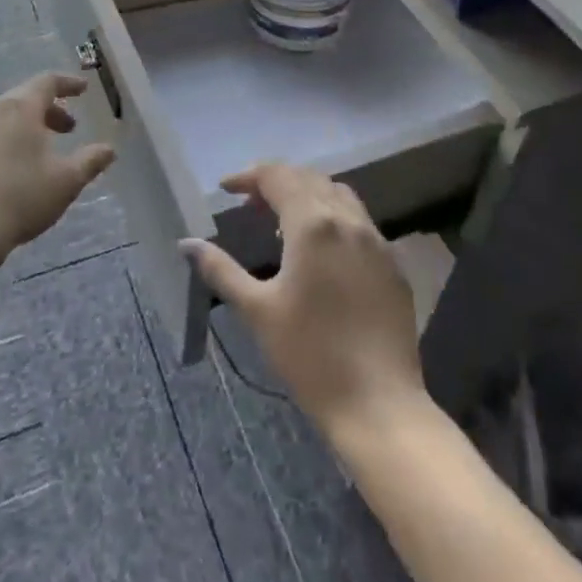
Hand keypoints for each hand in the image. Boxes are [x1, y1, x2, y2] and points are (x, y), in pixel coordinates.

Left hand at [0, 72, 115, 273]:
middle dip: (50, 109)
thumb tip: (109, 149)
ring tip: (43, 152)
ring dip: (28, 127)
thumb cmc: (18, 199)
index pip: (48, 81)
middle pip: (25, 98)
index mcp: (20, 108)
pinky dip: (7, 142)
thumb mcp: (65, 182)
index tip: (83, 89)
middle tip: (69, 129)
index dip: (68, 83)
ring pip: (4, 118)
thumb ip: (90, 161)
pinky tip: (13, 172)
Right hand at [183, 163, 424, 435]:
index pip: (277, 177)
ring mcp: (377, 240)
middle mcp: (348, 220)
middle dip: (277, 183)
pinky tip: (323, 251)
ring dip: (308, 195)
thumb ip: (221, 270)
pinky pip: (360, 222)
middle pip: (308, 179)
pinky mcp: (394, 264)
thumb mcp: (257, 311)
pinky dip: (335, 218)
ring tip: (284, 223)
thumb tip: (186, 243)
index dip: (248, 177)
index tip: (226, 189)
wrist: (379, 405)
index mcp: (313, 224)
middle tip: (250, 206)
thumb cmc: (310, 356)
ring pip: (338, 195)